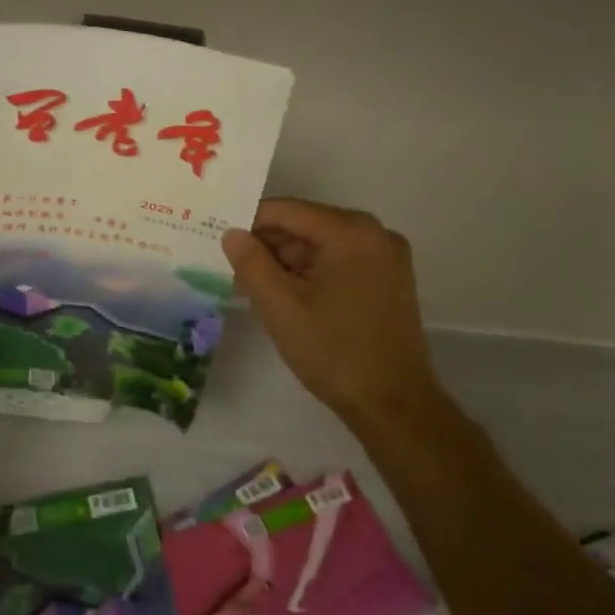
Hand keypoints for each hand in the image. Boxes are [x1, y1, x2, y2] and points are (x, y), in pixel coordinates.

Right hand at [223, 199, 447, 433]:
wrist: (393, 403)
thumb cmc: (333, 351)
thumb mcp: (280, 307)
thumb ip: (251, 263)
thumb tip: (232, 233)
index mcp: (351, 232)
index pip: (287, 211)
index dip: (250, 224)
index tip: (221, 243)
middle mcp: (375, 233)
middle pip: (307, 225)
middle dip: (270, 246)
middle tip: (236, 272)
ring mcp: (387, 256)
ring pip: (323, 245)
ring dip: (289, 263)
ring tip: (258, 290)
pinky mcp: (390, 279)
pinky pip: (341, 262)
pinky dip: (313, 273)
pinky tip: (290, 298)